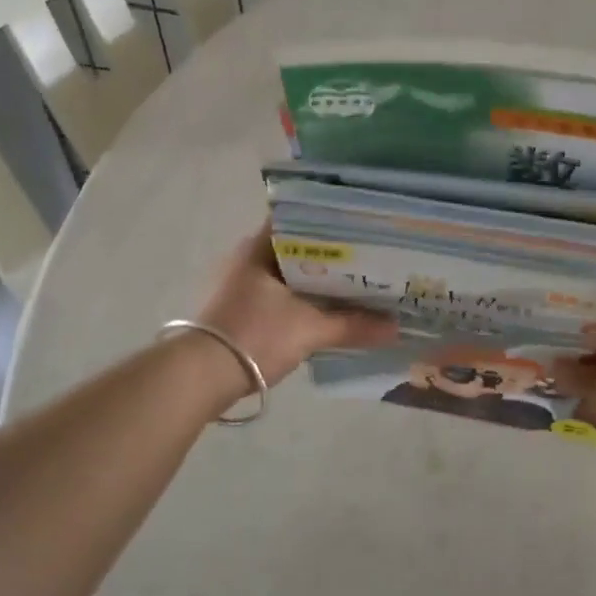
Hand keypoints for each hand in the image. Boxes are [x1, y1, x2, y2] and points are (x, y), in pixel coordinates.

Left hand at [197, 226, 396, 387]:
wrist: (200, 377)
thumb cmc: (254, 336)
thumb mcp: (309, 330)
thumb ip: (353, 325)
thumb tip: (395, 328)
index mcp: (260, 246)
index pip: (301, 218)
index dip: (332, 221)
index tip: (363, 226)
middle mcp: (247, 257)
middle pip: (298, 247)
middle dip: (331, 254)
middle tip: (368, 257)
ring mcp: (239, 283)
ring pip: (288, 272)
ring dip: (316, 279)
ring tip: (354, 283)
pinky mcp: (237, 307)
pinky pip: (278, 294)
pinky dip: (301, 298)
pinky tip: (325, 309)